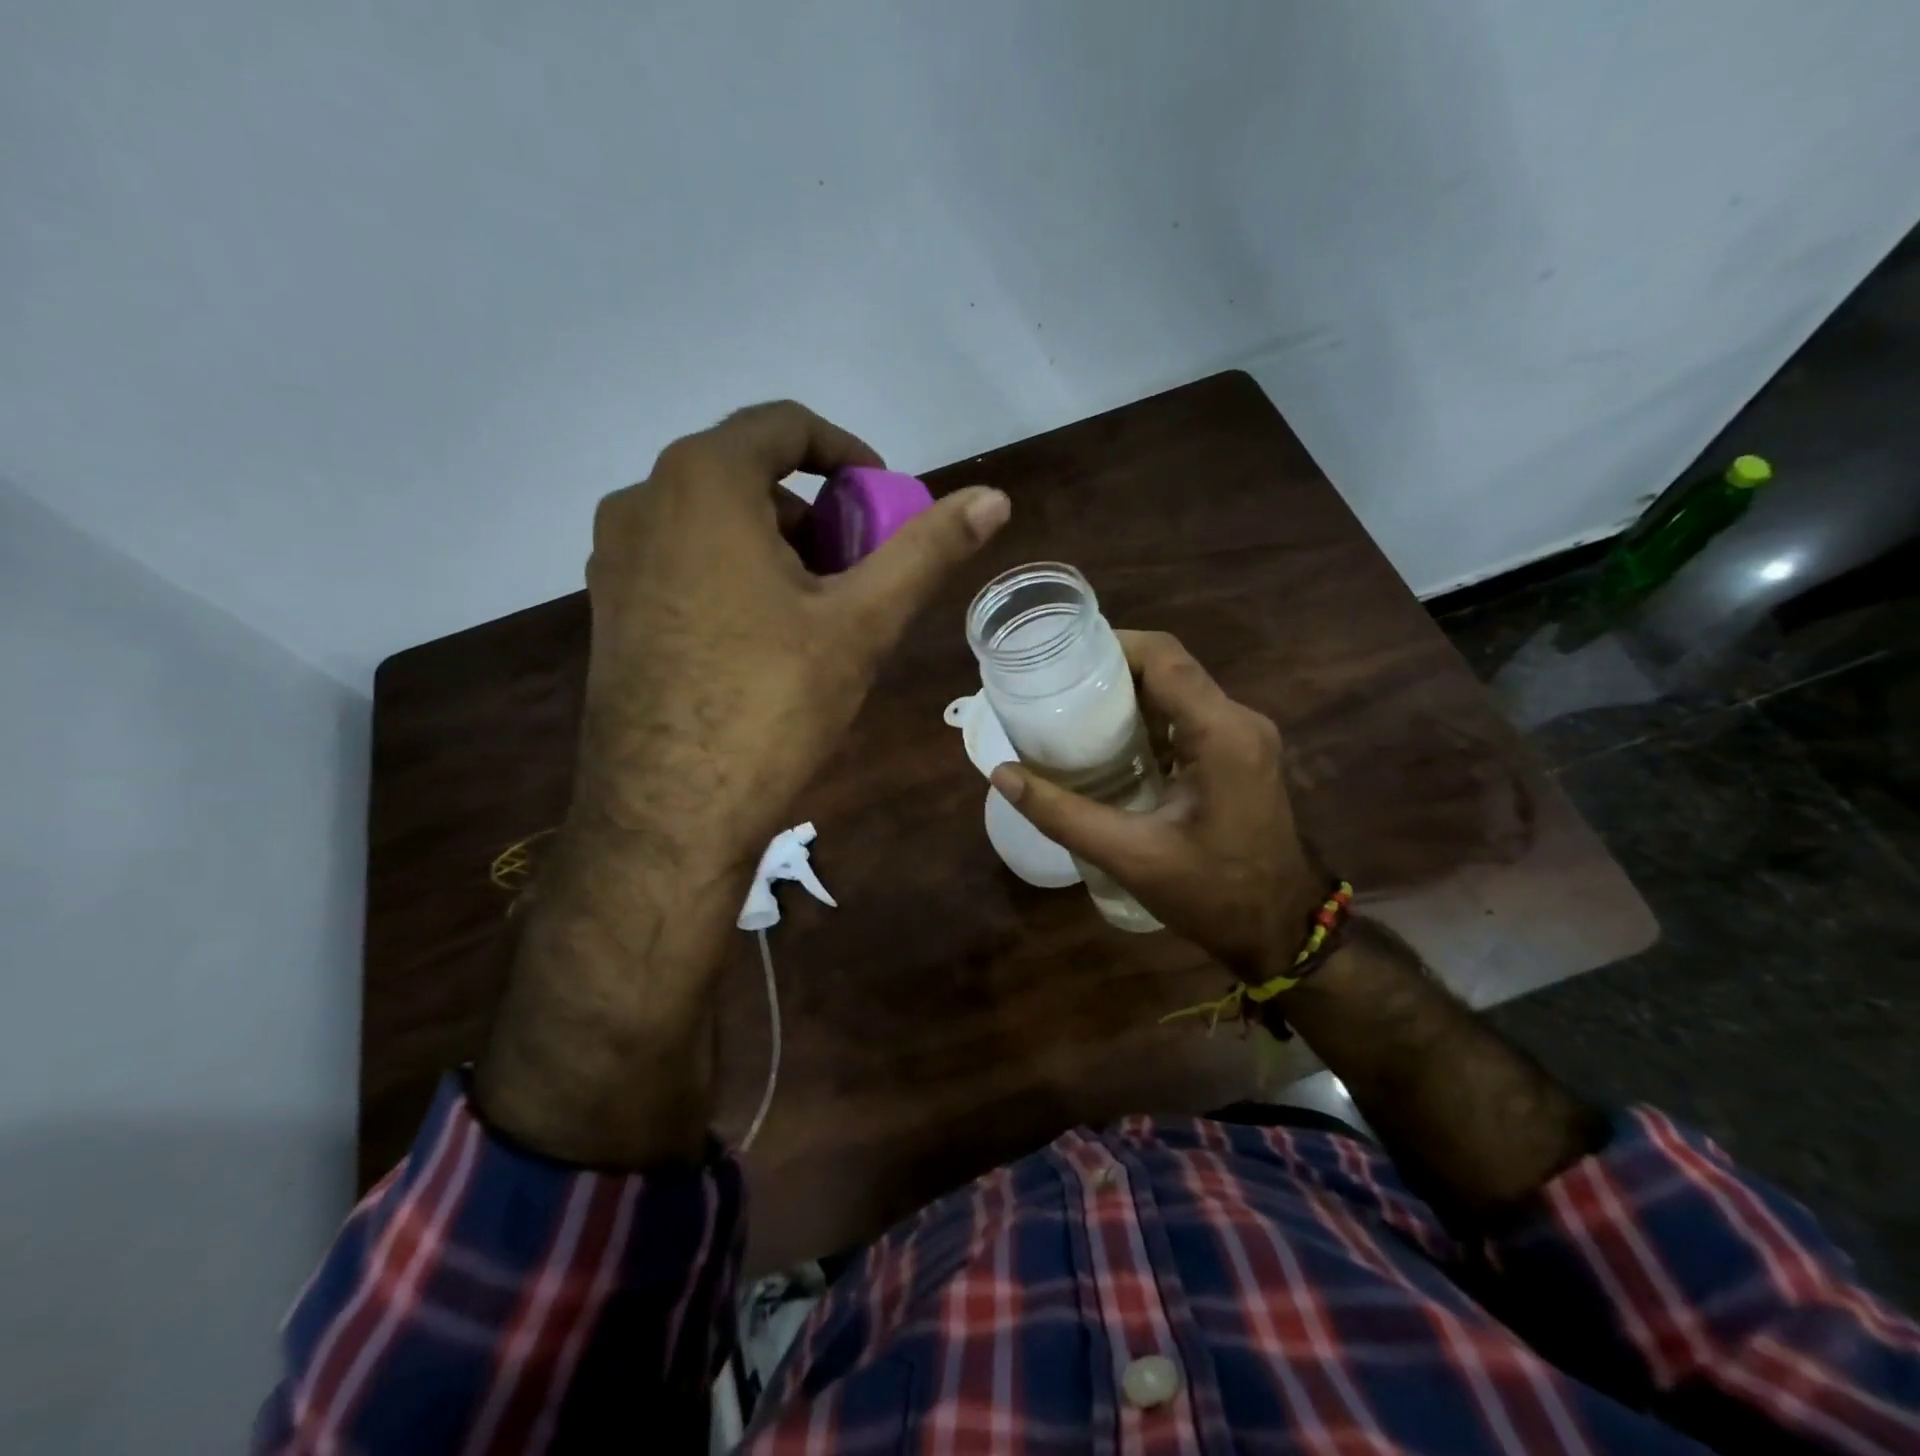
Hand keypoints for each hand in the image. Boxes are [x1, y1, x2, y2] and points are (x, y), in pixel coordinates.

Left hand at [476, 402, 1007, 1165]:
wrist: (666, 814)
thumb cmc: (770, 705)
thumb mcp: (862, 623)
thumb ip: (927, 550)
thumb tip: (994, 497)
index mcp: (702, 483)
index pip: (785, 426)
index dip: (849, 455)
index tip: (884, 502)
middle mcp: (642, 501)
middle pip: (749, 475)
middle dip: (817, 512)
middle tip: (859, 569)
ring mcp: (613, 557)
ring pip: (713, 520)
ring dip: (777, 545)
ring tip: (818, 611)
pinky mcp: (608, 608)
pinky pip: (682, 560)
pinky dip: (733, 573)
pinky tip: (763, 638)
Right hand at [989, 631, 1321, 983]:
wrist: (1281, 931)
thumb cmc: (1212, 895)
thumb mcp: (1130, 856)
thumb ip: (1063, 813)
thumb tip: (1002, 773)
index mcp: (1222, 733)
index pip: (1164, 657)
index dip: (1111, 645)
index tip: (1060, 659)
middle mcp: (1240, 721)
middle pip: (1170, 668)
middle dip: (1112, 670)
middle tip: (1055, 688)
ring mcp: (1246, 737)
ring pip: (1179, 690)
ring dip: (1129, 694)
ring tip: (1073, 710)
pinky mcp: (1242, 754)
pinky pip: (1190, 716)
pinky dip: (1148, 718)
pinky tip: (1110, 742)